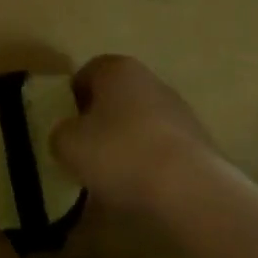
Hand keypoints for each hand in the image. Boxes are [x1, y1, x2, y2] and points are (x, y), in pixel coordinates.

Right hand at [50, 55, 217, 214]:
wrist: (189, 188)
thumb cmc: (120, 154)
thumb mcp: (68, 145)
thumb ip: (60, 134)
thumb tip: (68, 135)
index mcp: (118, 69)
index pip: (87, 73)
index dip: (71, 100)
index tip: (65, 128)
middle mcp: (150, 79)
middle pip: (115, 97)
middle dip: (100, 121)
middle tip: (85, 152)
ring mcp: (178, 109)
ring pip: (139, 122)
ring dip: (125, 142)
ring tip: (112, 177)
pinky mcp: (196, 140)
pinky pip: (160, 147)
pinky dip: (148, 162)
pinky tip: (141, 188)